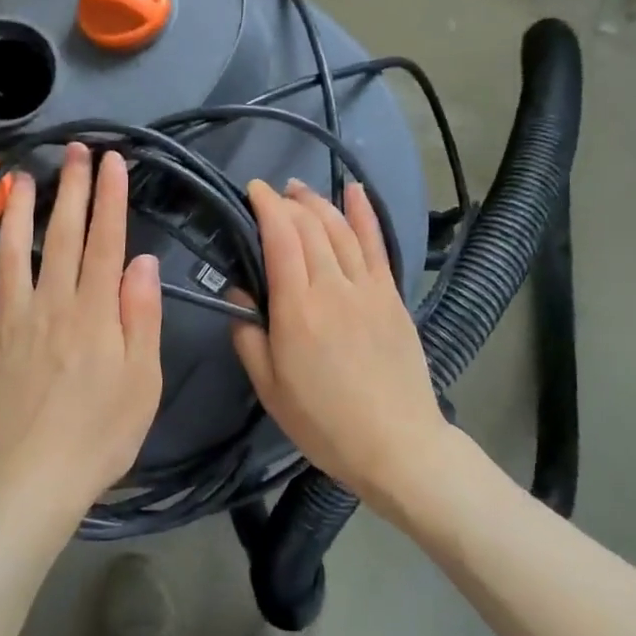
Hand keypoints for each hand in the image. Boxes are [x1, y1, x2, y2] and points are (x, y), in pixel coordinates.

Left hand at [0, 143, 163, 530]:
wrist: (36, 483)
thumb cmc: (101, 435)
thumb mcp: (142, 381)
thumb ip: (141, 317)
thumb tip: (141, 261)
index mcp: (92, 313)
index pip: (104, 242)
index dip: (110, 198)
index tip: (113, 160)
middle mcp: (48, 306)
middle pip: (60, 237)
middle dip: (71, 189)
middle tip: (74, 150)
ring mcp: (7, 325)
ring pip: (9, 257)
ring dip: (16, 214)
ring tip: (20, 178)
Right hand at [232, 179, 449, 502]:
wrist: (397, 445)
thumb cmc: (323, 422)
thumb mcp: (269, 388)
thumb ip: (248, 336)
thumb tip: (239, 294)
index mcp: (297, 309)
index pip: (280, 238)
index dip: (265, 207)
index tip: (251, 190)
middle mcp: (333, 287)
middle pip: (310, 227)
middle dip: (287, 202)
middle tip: (270, 194)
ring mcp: (369, 289)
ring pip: (341, 229)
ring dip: (318, 202)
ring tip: (299, 190)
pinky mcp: (392, 297)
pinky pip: (378, 245)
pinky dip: (365, 214)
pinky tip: (354, 191)